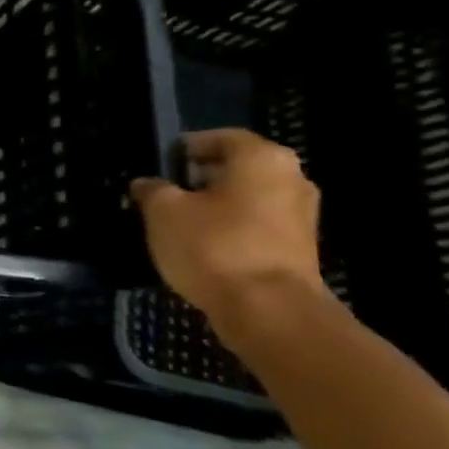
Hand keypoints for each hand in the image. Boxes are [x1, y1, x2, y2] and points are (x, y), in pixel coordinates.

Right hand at [130, 128, 327, 323]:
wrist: (268, 310)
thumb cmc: (213, 246)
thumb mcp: (163, 212)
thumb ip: (153, 190)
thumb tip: (148, 184)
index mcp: (262, 159)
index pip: (221, 138)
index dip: (187, 147)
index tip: (161, 162)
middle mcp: (292, 179)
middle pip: (239, 167)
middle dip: (202, 176)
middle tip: (167, 190)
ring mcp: (301, 215)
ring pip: (249, 197)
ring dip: (216, 203)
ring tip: (180, 220)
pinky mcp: (299, 247)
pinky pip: (257, 224)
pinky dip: (231, 227)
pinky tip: (203, 244)